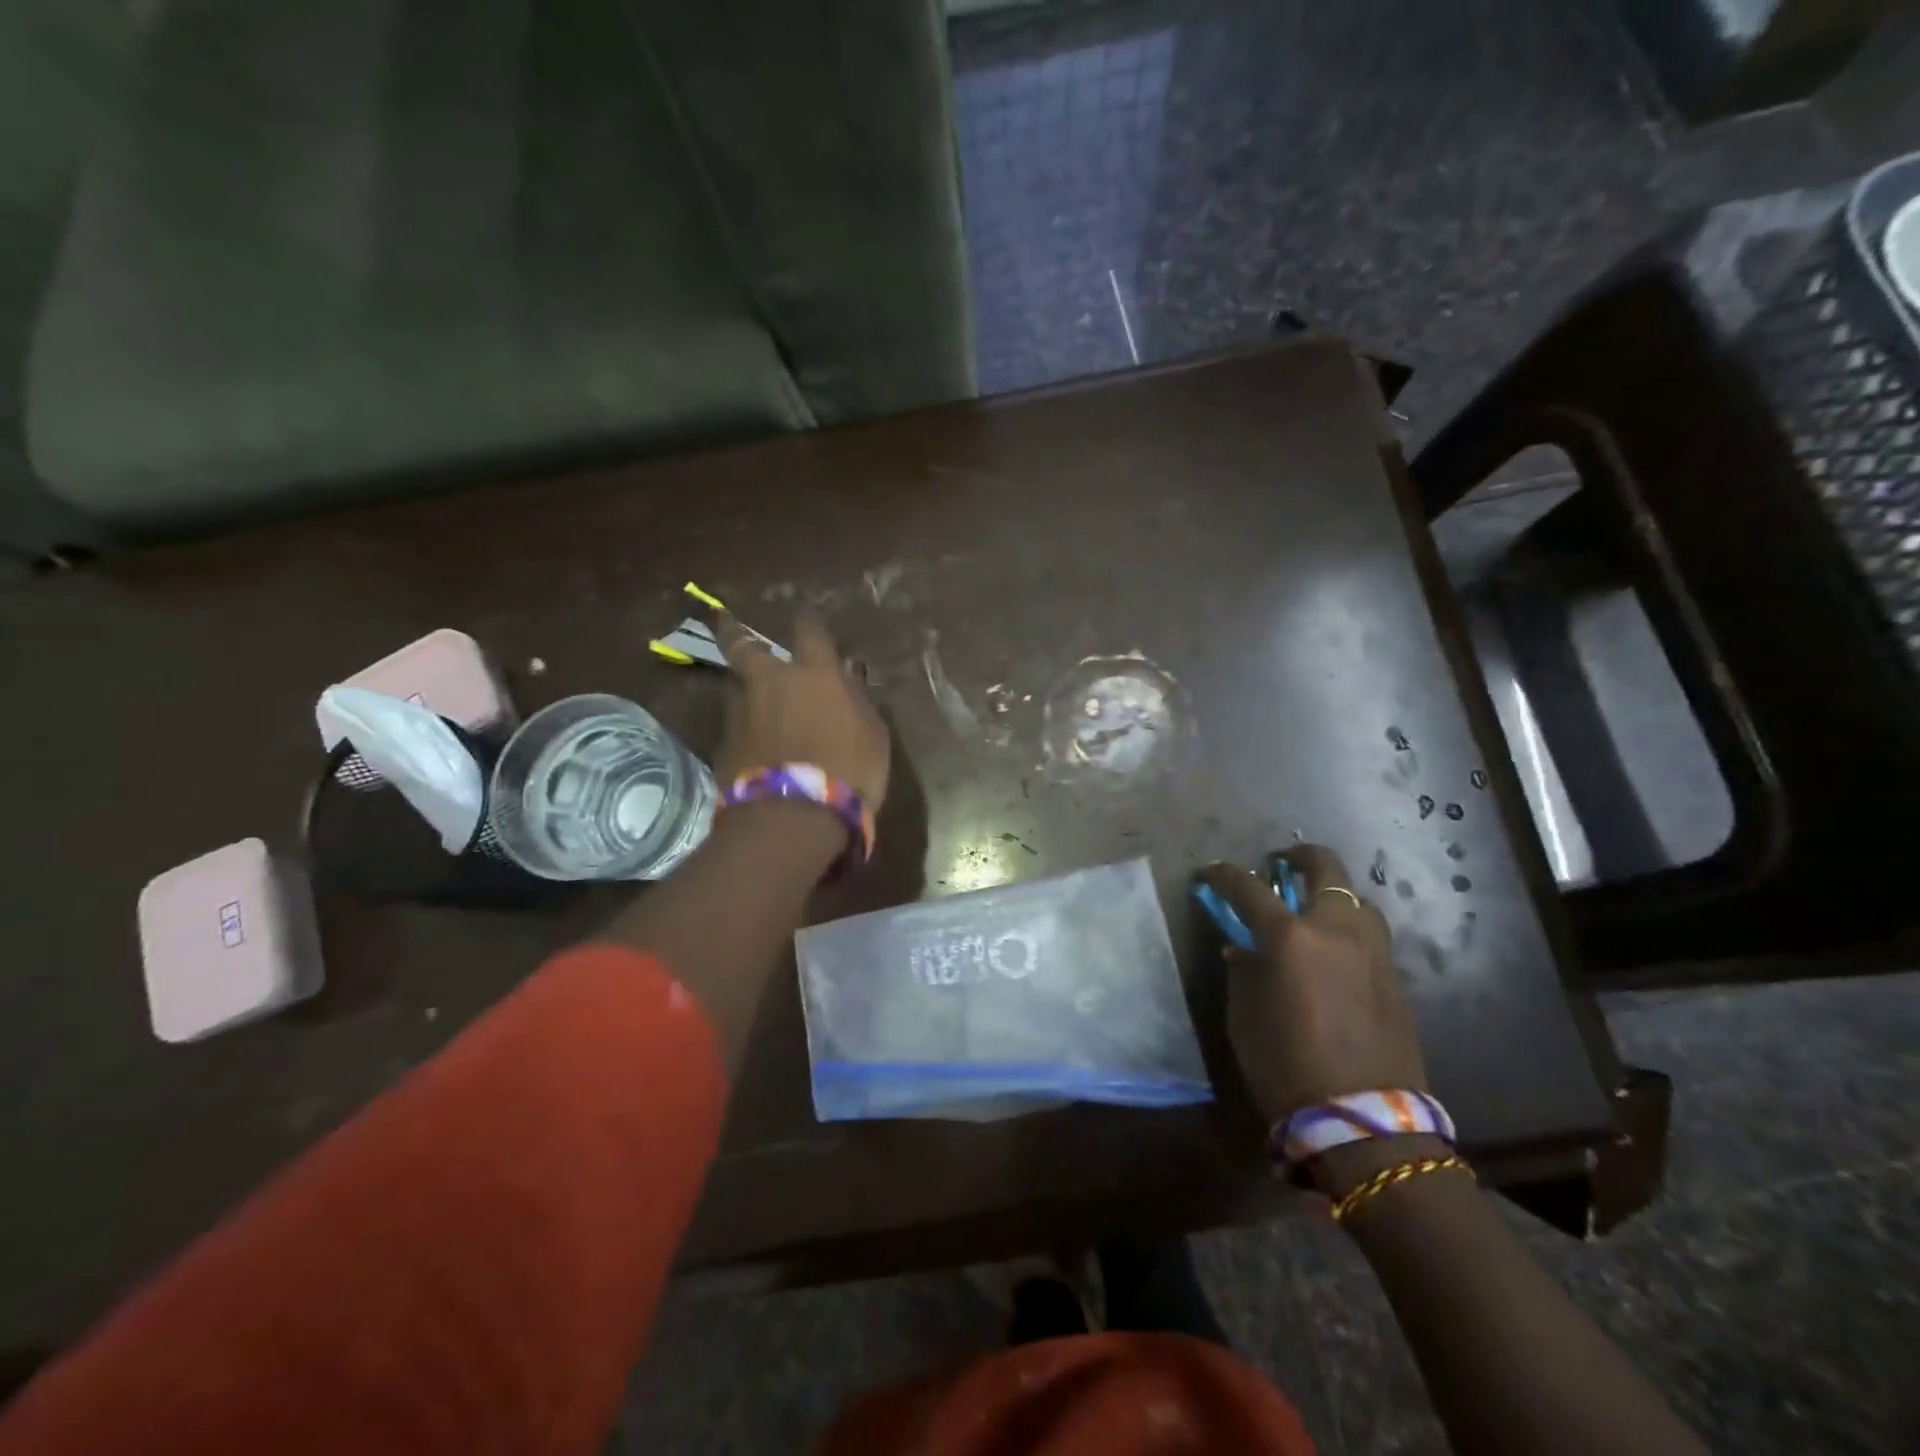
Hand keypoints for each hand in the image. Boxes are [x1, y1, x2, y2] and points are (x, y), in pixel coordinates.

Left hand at [715, 611, 890, 810]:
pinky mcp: (723, 744)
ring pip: (736, 685)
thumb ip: (858, 700)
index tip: (804, 614)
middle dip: (734, 630)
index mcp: (814, 675)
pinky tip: (750, 736)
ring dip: (743, 685)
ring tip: (749, 693)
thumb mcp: (872, 735)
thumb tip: (848, 673)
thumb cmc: (848, 771)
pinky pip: (734, 723)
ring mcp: (741, 712)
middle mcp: (771, 683)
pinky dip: (742, 723)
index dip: (807, 621)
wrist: (792, 816)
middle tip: (722, 618)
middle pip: (744, 646)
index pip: (809, 632)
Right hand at [1199, 846, 1426, 1127]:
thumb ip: (1243, 971)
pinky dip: (1349, 928)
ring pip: (1358, 898)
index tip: (1211, 872)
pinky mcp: (1395, 977)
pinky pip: (1370, 935)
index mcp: (1290, 937)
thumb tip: (1243, 949)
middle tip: (1280, 863)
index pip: (1249, 888)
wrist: (1362, 1118)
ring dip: (1333, 893)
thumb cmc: (1285, 1065)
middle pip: (1325, 868)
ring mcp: (1373, 951)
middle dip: (1299, 857)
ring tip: (1314, 909)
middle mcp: (1336, 930)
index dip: (1225, 875)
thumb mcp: (1244, 1016)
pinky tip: (1335, 951)